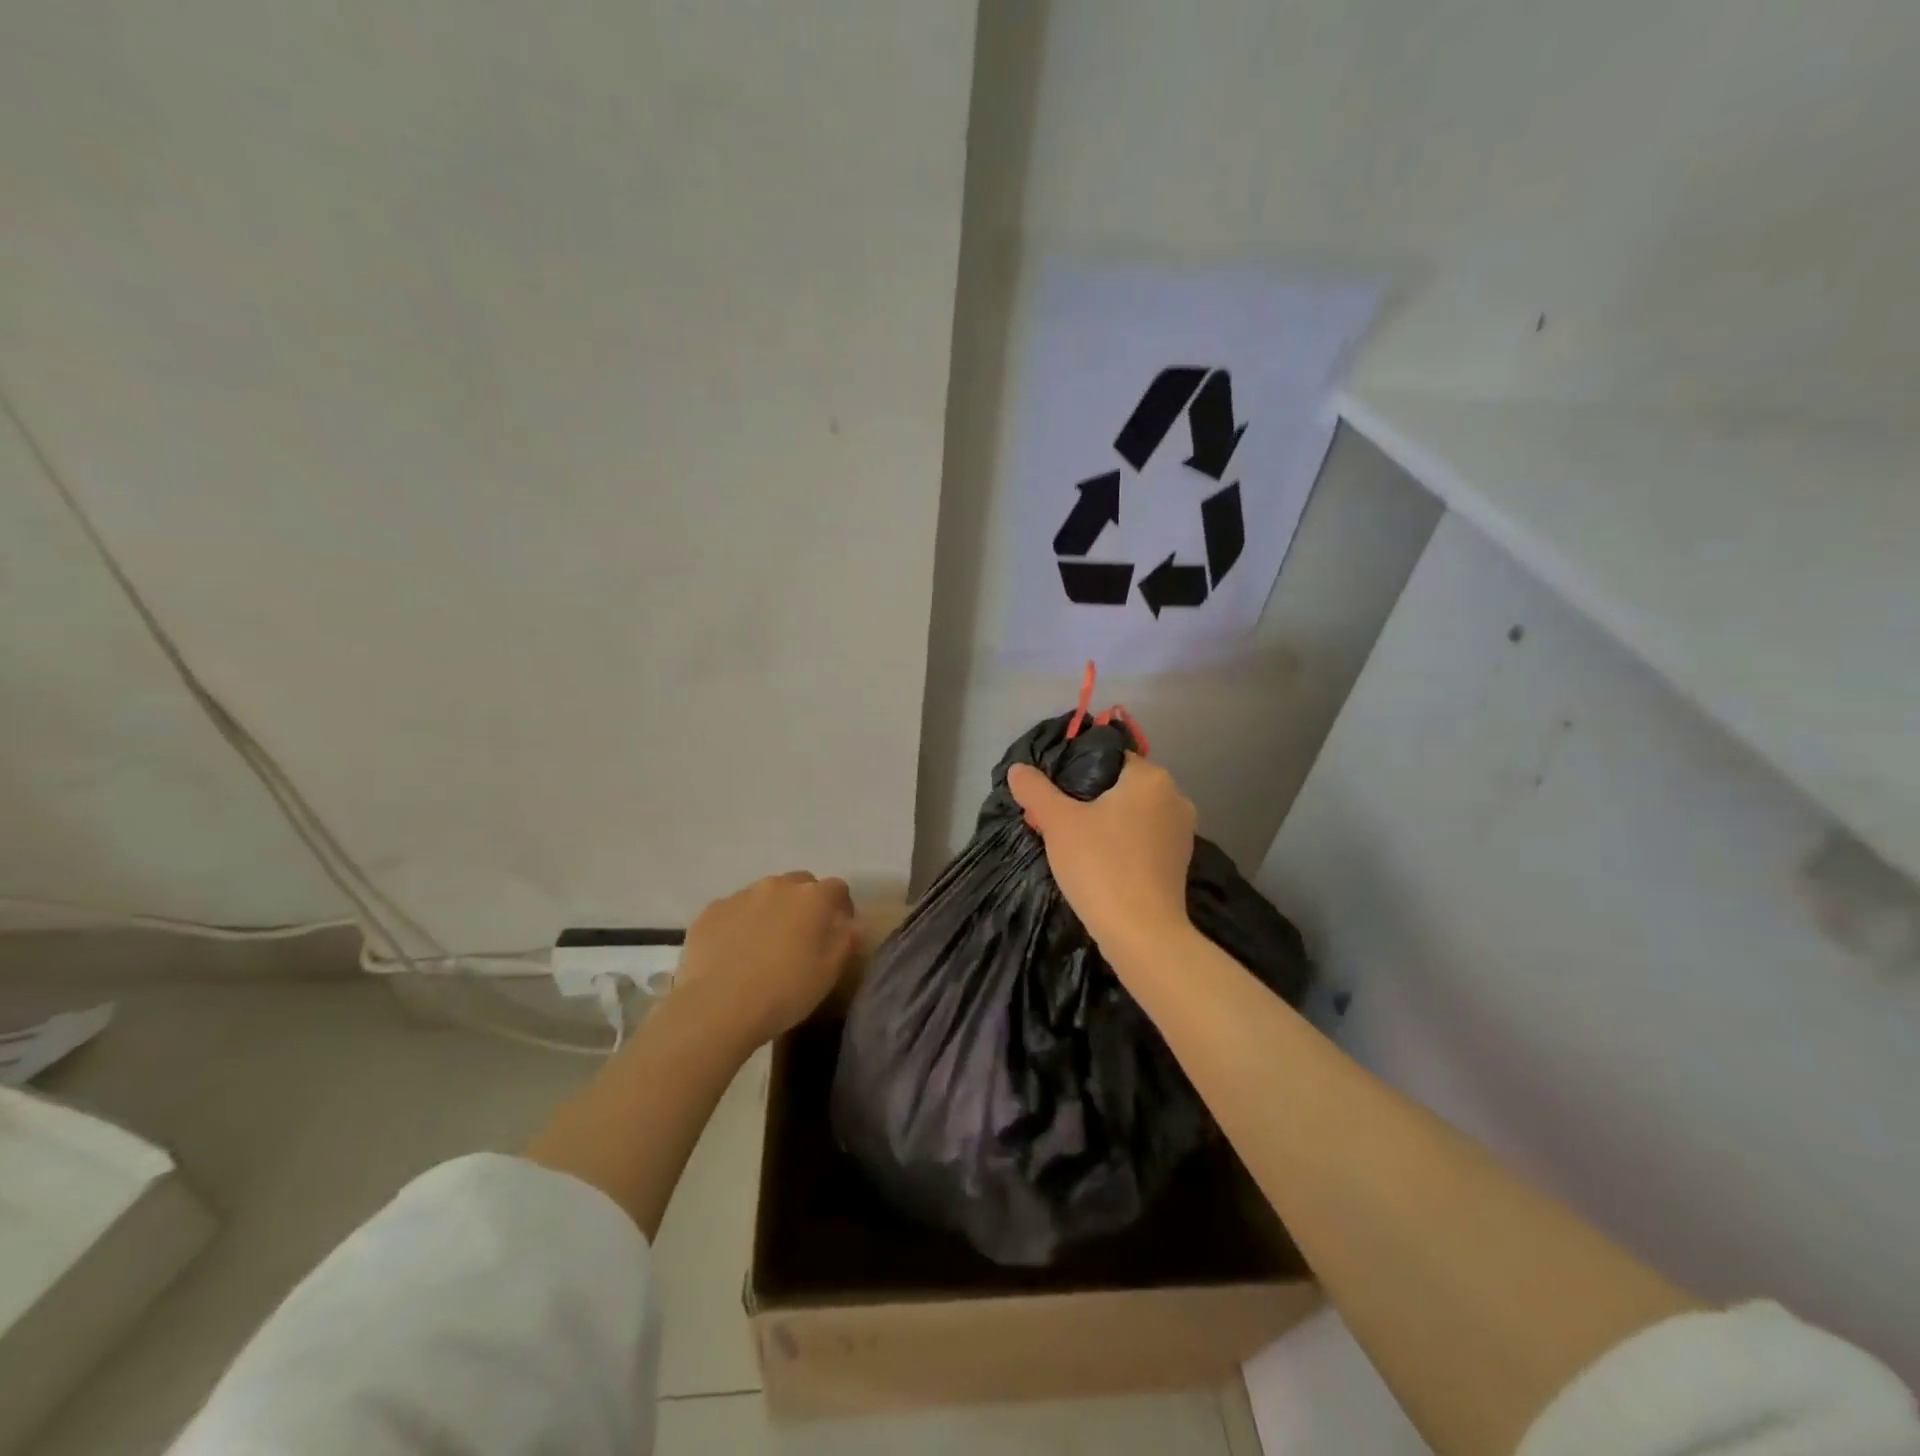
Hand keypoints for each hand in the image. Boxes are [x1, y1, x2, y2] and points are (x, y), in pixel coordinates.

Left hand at [674, 872, 856, 1047]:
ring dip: (772, 910)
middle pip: (800, 883)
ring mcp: (741, 895)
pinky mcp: (711, 910)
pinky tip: (734, 951)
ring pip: (765, 894)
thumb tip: (852, 925)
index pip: (837, 888)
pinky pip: (734, 909)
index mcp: (812, 898)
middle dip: (806, 902)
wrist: (718, 1007)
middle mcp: (778, 886)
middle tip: (802, 934)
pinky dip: (740, 922)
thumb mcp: (829, 972)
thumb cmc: (784, 990)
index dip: (841, 906)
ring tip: (765, 943)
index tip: (839, 928)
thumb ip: (846, 941)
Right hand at [1008, 753, 1195, 954]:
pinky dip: (1121, 845)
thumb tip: (1018, 769)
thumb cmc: (1100, 866)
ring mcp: (1182, 832)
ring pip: (1131, 815)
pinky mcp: (1180, 863)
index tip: (1052, 796)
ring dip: (1104, 824)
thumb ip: (1035, 789)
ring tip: (1072, 845)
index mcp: (1151, 777)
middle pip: (1120, 787)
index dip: (1075, 771)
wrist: (1142, 934)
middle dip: (1087, 800)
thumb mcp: (1057, 822)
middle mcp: (1175, 797)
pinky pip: (1142, 841)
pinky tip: (1098, 865)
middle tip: (1055, 823)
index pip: (1108, 757)